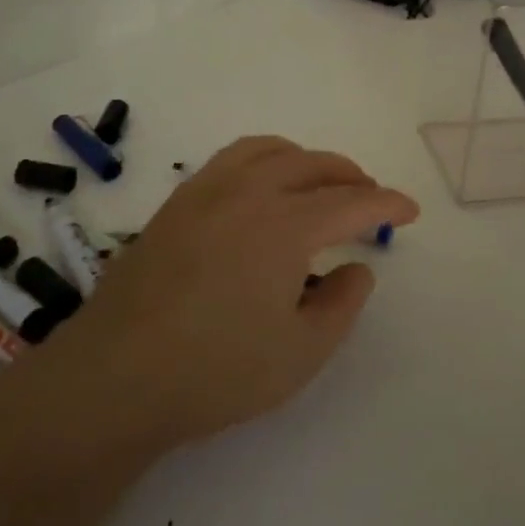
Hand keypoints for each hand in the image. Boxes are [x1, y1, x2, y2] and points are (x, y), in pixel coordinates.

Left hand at [49, 137, 419, 452]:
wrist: (115, 375)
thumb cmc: (216, 370)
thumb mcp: (300, 352)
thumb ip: (341, 304)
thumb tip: (359, 268)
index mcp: (286, 224)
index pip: (351, 202)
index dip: (387, 204)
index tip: (409, 210)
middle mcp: (249, 192)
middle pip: (312, 165)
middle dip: (350, 176)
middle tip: (370, 198)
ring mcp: (206, 191)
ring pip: (268, 150)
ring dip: (305, 159)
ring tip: (320, 181)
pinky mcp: (176, 204)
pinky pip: (231, 160)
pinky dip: (264, 161)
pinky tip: (261, 191)